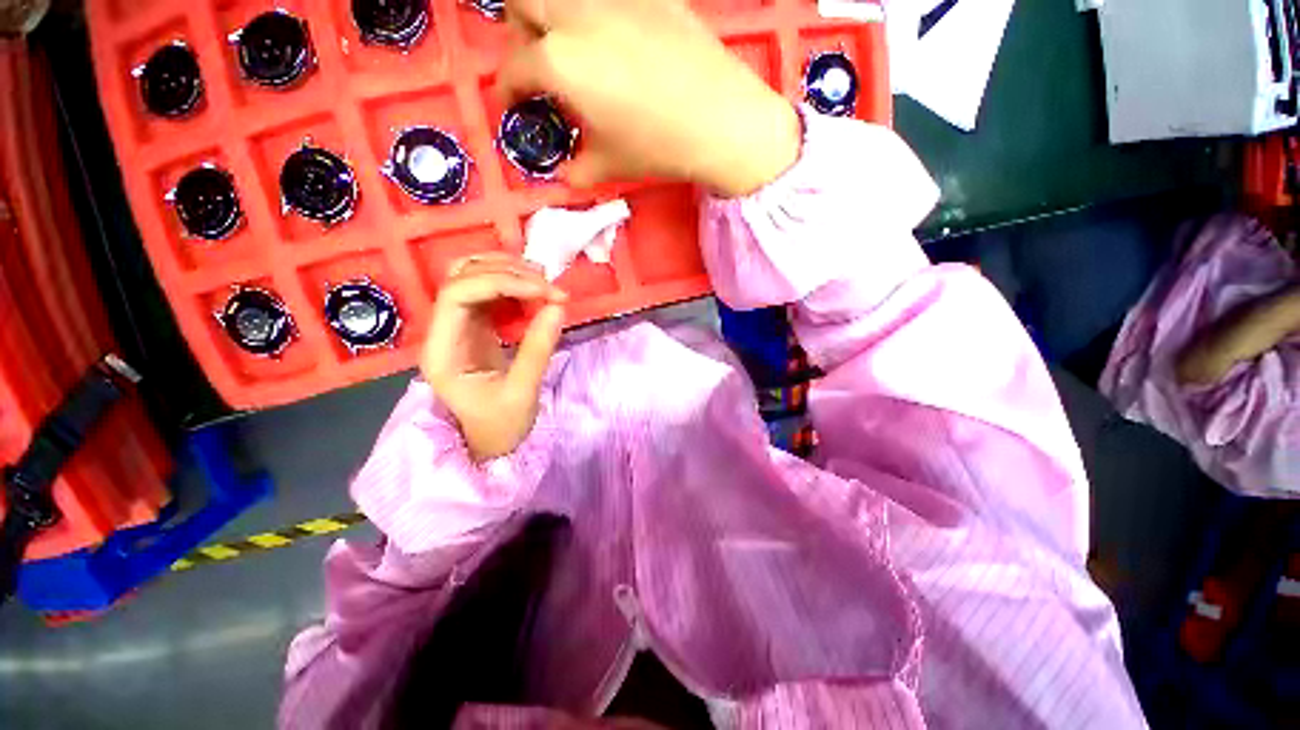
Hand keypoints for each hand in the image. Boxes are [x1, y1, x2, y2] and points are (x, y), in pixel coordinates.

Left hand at [422, 254, 567, 460]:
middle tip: (550, 288)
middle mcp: (444, 330)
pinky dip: (516, 286)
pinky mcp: (477, 326)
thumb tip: (558, 307)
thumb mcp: (522, 392)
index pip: (457, 294)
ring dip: (511, 273)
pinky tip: (537, 294)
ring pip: (474, 277)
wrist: (492, 443)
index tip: (543, 291)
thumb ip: (538, 348)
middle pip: (463, 277)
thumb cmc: (500, 426)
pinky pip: (491, 292)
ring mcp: (459, 326)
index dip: (501, 282)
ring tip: (545, 285)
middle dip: (509, 274)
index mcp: (443, 350)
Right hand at [497, 0, 800, 196]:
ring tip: (574, 47)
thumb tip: (564, 175)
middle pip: (523, 1)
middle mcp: (577, 16)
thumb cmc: (658, 146)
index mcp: (560, 62)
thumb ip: (578, 168)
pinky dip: (598, 13)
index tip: (511, 104)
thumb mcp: (610, 165)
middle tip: (538, 64)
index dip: (505, 91)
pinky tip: (615, 38)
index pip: (514, 70)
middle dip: (519, 32)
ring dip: (554, 14)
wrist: (720, 119)